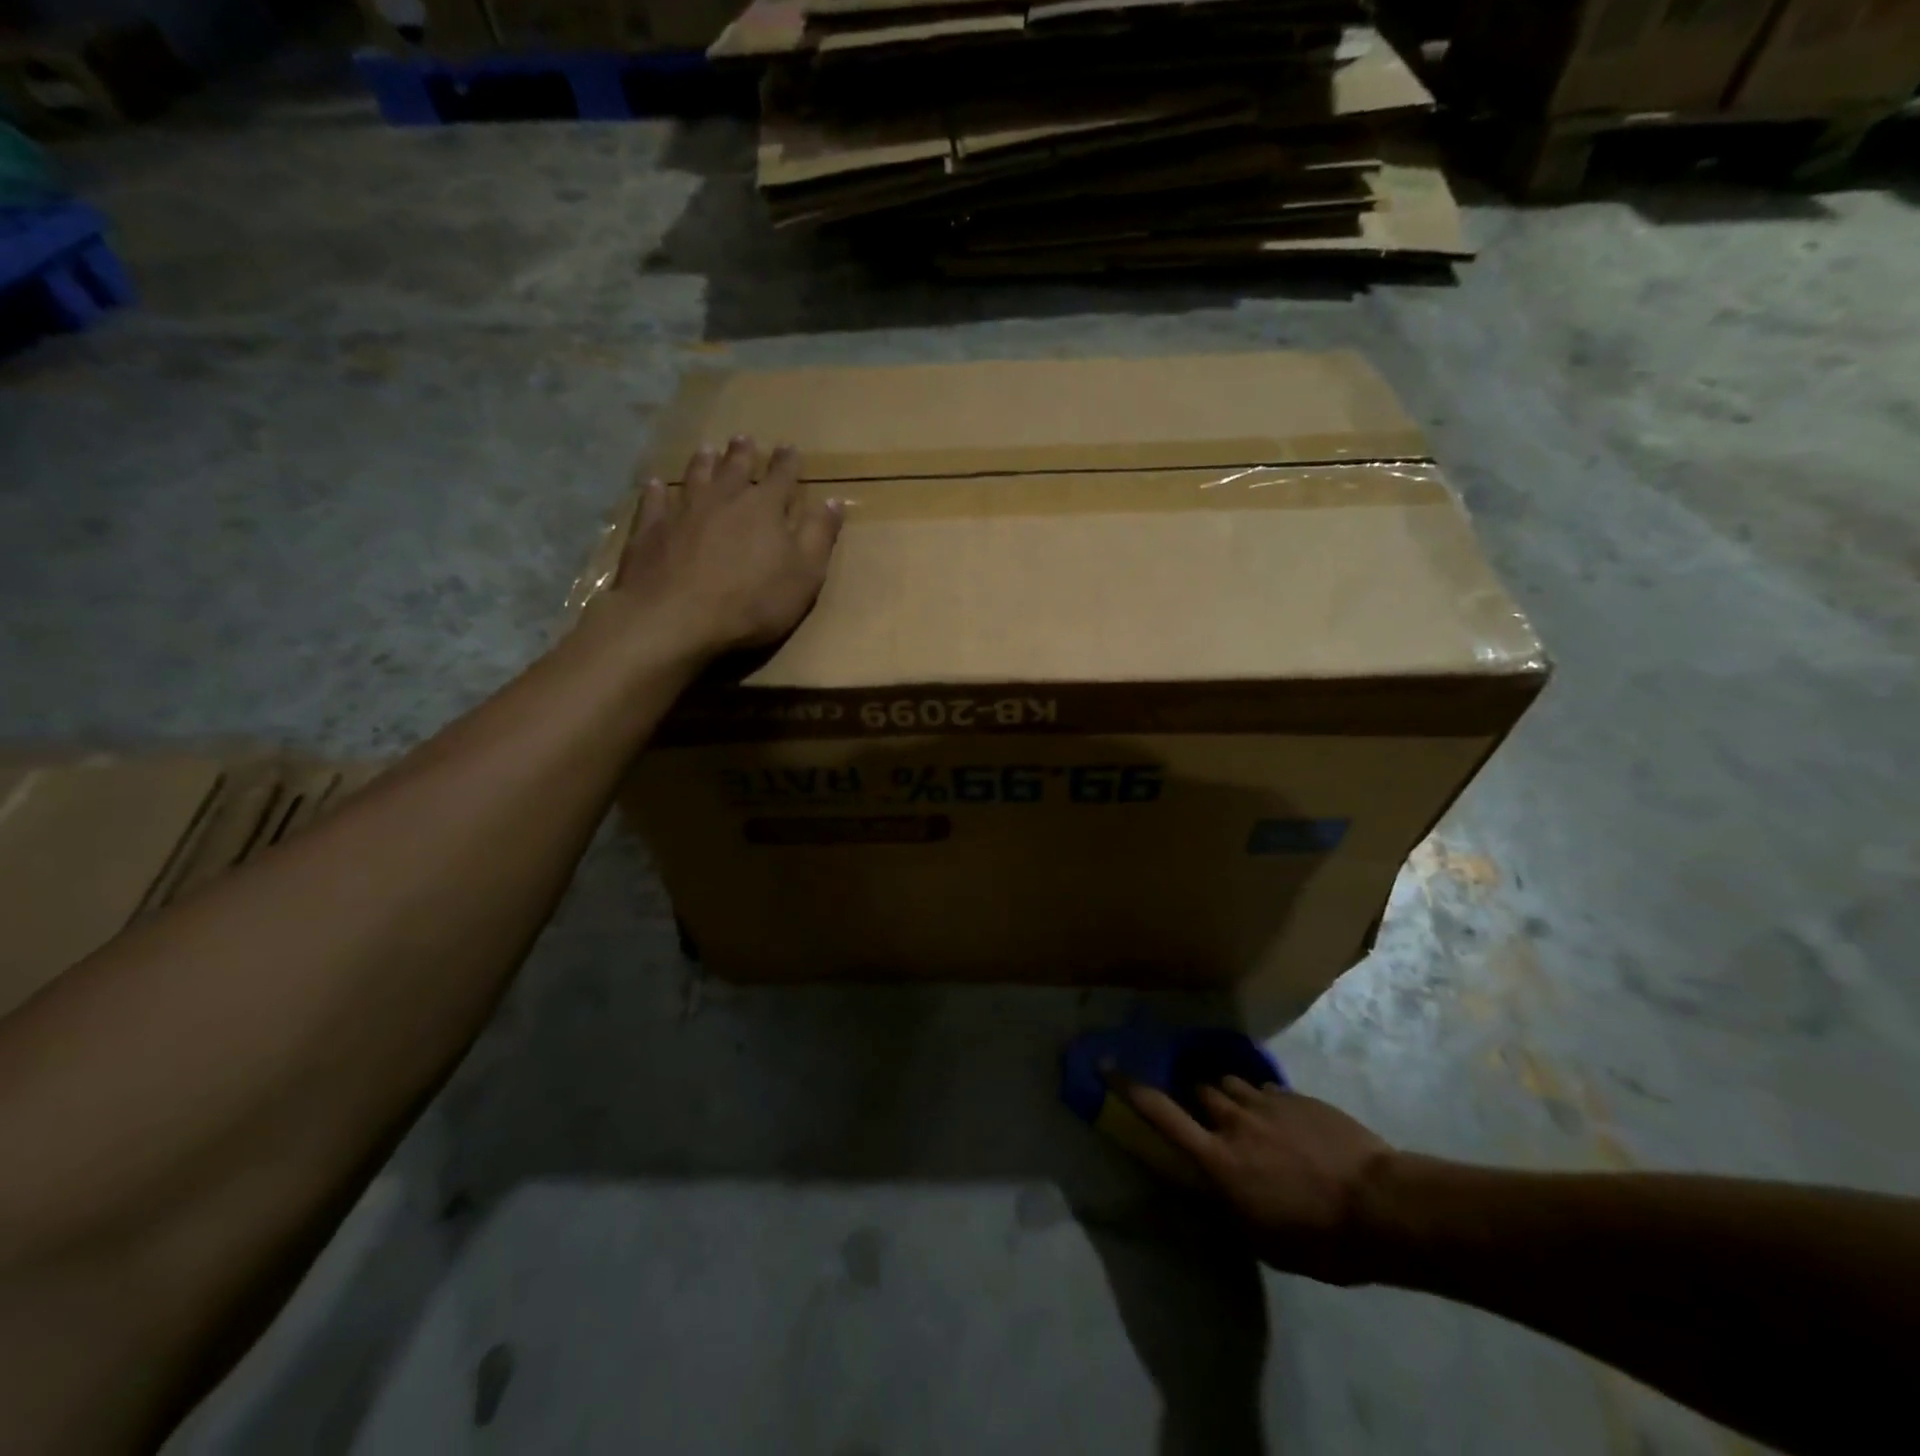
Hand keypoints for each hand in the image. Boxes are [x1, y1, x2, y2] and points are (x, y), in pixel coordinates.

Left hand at [609, 437, 842, 658]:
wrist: (676, 617)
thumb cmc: (752, 601)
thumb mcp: (804, 574)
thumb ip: (819, 536)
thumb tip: (835, 501)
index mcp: (765, 508)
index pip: (782, 476)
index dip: (788, 462)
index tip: (790, 447)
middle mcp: (724, 498)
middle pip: (735, 468)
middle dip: (743, 453)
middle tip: (744, 439)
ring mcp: (683, 510)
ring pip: (695, 476)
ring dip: (703, 462)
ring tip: (706, 450)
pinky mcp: (651, 530)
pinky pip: (654, 502)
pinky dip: (656, 491)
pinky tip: (655, 484)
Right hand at [1128, 1076, 1398, 1285]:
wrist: (1382, 1207)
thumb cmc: (1318, 1239)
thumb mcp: (1262, 1240)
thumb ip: (1228, 1205)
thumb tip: (1209, 1190)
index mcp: (1218, 1159)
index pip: (1161, 1114)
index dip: (1130, 1088)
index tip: (1107, 1065)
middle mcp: (1234, 1120)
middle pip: (1199, 1089)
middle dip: (1198, 1099)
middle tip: (1211, 1119)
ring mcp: (1267, 1102)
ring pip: (1231, 1083)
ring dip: (1230, 1096)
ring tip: (1249, 1117)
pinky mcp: (1297, 1097)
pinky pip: (1268, 1090)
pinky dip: (1266, 1102)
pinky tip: (1287, 1124)